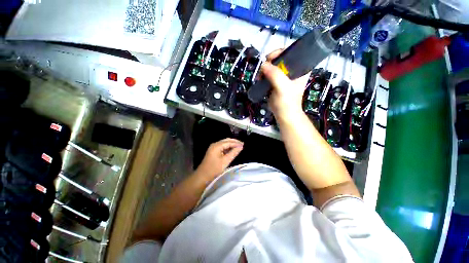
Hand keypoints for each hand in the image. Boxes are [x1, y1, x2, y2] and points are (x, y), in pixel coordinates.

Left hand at [196, 138, 243, 178]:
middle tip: (242, 144)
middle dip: (234, 142)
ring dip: (231, 144)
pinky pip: (222, 147)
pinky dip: (228, 147)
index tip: (243, 145)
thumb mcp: (225, 161)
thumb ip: (233, 153)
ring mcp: (213, 147)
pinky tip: (232, 150)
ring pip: (224, 143)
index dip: (236, 143)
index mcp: (217, 146)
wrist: (203, 176)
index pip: (229, 142)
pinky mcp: (213, 151)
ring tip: (239, 147)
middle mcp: (215, 144)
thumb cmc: (214, 169)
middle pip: (226, 140)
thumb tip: (241, 147)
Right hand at [261, 49, 310, 119]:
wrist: (283, 114)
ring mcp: (284, 76)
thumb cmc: (287, 102)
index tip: (270, 59)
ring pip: (273, 65)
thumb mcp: (283, 88)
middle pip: (281, 57)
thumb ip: (275, 76)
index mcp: (301, 68)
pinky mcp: (276, 81)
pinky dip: (263, 74)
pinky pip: (269, 73)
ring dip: (265, 69)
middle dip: (270, 61)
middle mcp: (293, 69)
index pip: (292, 52)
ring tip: (260, 76)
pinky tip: (260, 79)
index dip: (281, 52)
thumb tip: (263, 65)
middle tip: (264, 69)